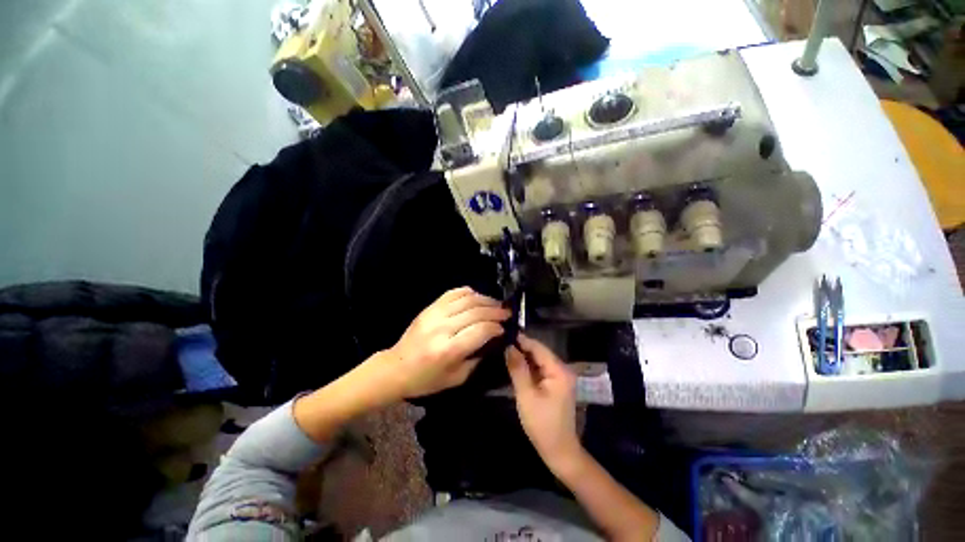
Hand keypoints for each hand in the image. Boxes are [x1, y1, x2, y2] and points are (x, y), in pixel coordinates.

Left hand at [381, 287, 509, 398]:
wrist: (396, 368)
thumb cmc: (426, 379)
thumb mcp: (456, 378)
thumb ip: (476, 359)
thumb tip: (492, 341)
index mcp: (449, 350)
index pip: (480, 330)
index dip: (495, 327)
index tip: (504, 328)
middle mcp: (442, 328)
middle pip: (475, 312)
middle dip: (495, 311)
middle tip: (507, 313)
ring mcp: (434, 314)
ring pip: (466, 299)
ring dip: (485, 299)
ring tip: (496, 304)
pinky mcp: (429, 308)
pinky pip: (452, 293)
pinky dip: (467, 292)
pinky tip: (477, 296)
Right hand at [506, 334, 582, 471]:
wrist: (559, 451)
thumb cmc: (542, 424)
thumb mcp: (526, 395)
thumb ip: (517, 368)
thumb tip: (508, 346)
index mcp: (559, 370)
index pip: (538, 347)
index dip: (521, 340)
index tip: (504, 333)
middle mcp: (562, 369)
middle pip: (539, 352)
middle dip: (521, 347)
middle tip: (501, 342)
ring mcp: (560, 376)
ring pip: (538, 360)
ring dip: (523, 357)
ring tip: (504, 350)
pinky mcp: (555, 384)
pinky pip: (540, 369)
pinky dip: (528, 367)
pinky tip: (515, 364)